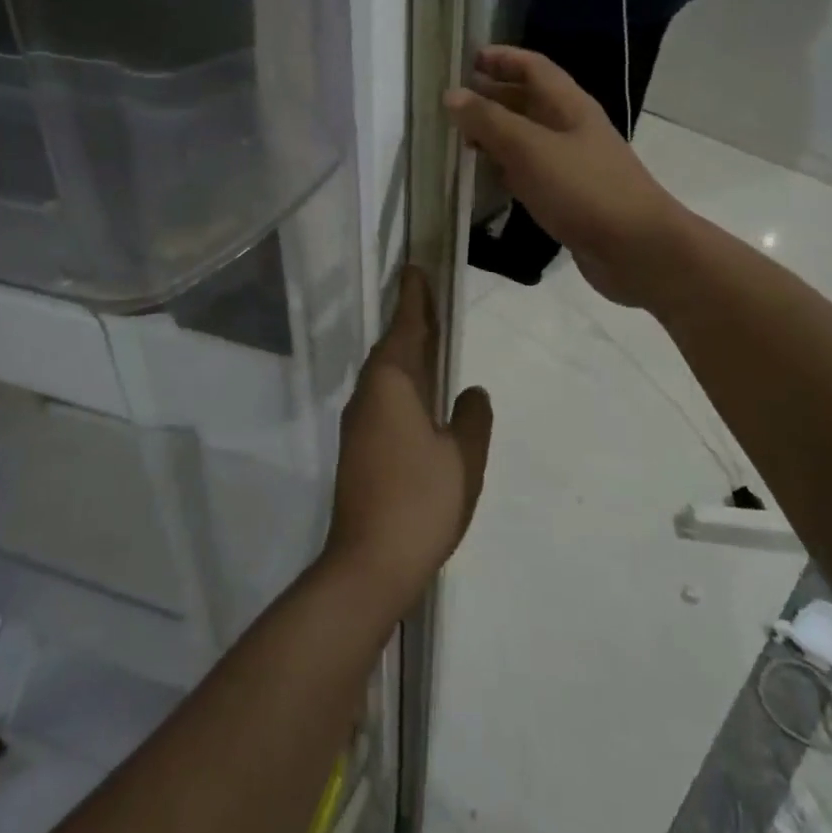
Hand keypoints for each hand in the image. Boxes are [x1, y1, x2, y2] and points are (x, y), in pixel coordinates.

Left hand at [323, 268, 491, 616]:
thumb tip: (472, 391)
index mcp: (392, 384)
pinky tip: (419, 398)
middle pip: (392, 347)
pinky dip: (402, 383)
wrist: (369, 563)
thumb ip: (472, 418)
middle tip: (431, 300)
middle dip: (410, 322)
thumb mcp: (463, 457)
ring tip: (431, 342)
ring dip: (406, 353)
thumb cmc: (419, 501)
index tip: (417, 269)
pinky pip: (383, 397)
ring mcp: (359, 422)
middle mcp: (369, 394)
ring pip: (385, 373)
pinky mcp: (358, 447)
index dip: (414, 298)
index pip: (406, 327)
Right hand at [446, 46, 684, 308]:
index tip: (464, 59)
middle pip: (528, 100)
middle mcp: (571, 128)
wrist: (637, 249)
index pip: (532, 67)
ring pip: (527, 137)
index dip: (501, 58)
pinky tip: (484, 176)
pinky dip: (506, 167)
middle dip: (491, 95)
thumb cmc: (584, 189)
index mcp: (568, 105)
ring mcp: (571, 163)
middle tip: (450, 101)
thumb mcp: (530, 149)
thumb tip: (452, 94)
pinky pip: (530, 170)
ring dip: (495, 132)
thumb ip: (489, 121)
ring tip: (458, 137)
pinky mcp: (568, 196)